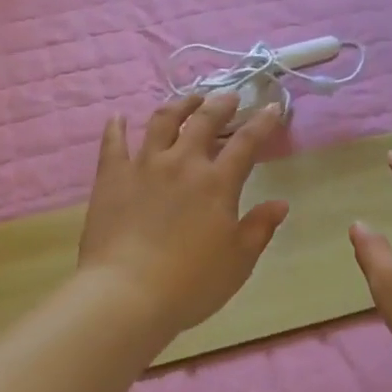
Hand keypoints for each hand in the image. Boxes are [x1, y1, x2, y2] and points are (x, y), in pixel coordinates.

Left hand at [76, 92, 288, 344]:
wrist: (127, 294)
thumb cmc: (191, 284)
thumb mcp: (238, 261)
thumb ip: (259, 228)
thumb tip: (280, 203)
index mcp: (217, 183)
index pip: (247, 142)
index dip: (263, 122)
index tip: (273, 106)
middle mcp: (182, 163)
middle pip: (204, 121)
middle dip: (220, 104)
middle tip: (229, 96)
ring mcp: (143, 165)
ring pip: (162, 121)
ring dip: (179, 105)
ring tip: (188, 99)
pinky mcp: (111, 176)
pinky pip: (113, 143)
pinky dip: (116, 127)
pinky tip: (118, 117)